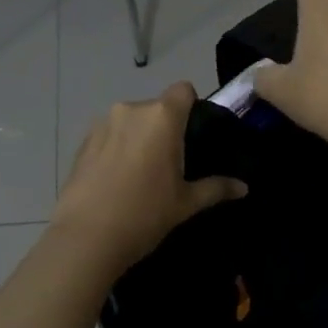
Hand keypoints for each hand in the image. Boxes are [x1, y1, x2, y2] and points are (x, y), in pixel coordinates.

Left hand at [53, 83, 246, 270]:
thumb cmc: (144, 214)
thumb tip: (244, 187)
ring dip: (139, 137)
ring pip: (131, 121)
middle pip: (156, 108)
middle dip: (165, 127)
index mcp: (161, 117)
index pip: (184, 90)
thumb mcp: (186, 203)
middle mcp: (132, 109)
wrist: (85, 237)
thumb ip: (216, 188)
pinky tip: (116, 179)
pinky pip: (110, 134)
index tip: (193, 133)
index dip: (192, 105)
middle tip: (171, 162)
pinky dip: (117, 147)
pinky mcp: (83, 140)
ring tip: (140, 173)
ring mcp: (103, 123)